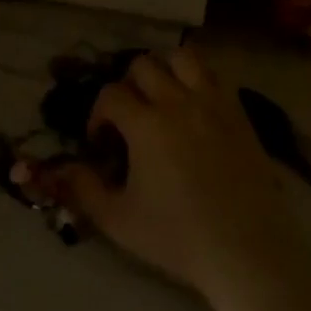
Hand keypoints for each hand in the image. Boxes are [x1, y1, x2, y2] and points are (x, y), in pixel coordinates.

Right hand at [49, 48, 299, 297]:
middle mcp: (177, 102)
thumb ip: (84, 189)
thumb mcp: (119, 221)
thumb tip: (62, 167)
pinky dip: (200, 81)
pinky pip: (216, 76)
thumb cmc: (179, 238)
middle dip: (129, 86)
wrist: (248, 253)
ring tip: (164, 98)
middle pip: (143, 64)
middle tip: (130, 117)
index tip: (102, 141)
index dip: (98, 114)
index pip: (110, 94)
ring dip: (167, 70)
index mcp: (146, 125)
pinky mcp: (240, 114)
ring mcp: (213, 104)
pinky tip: (195, 109)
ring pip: (183, 57)